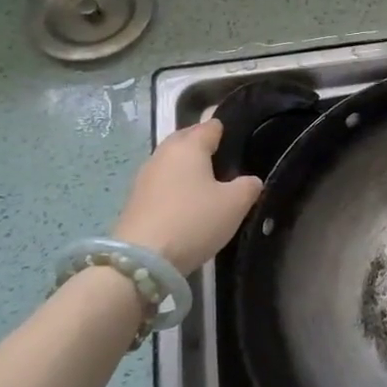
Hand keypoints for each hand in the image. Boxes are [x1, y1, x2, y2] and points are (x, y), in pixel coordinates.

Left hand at [113, 111, 262, 273]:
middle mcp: (163, 154)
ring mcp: (145, 177)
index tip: (243, 140)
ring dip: (189, 168)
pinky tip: (189, 203)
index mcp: (188, 146)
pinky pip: (163, 183)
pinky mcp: (136, 200)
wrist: (142, 261)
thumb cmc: (194, 220)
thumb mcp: (236, 203)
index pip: (210, 126)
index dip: (228, 130)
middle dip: (205, 146)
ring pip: (173, 163)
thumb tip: (249, 181)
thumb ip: (249, 185)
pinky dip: (177, 187)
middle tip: (228, 162)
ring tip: (211, 183)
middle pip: (187, 140)